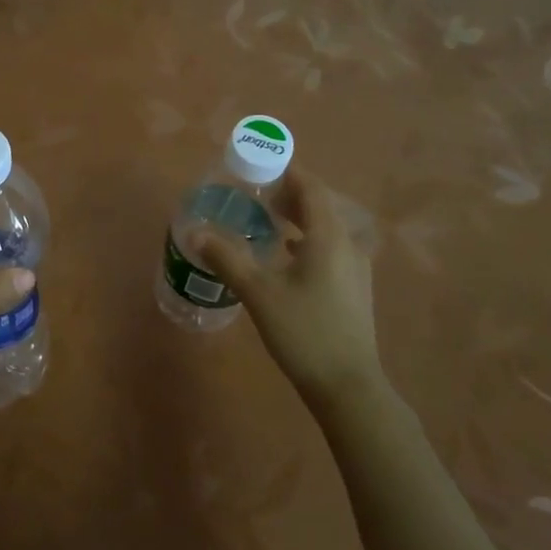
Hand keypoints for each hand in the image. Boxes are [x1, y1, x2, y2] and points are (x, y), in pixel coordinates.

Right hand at [194, 167, 386, 414]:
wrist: (348, 386)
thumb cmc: (303, 331)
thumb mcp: (258, 293)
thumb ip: (226, 258)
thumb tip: (195, 232)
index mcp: (328, 237)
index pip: (311, 188)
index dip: (288, 171)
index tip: (262, 163)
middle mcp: (348, 245)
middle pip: (321, 205)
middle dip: (290, 193)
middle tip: (257, 192)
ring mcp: (356, 268)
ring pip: (327, 228)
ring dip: (300, 217)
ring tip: (268, 218)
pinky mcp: (355, 288)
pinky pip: (331, 247)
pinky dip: (308, 239)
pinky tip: (286, 254)